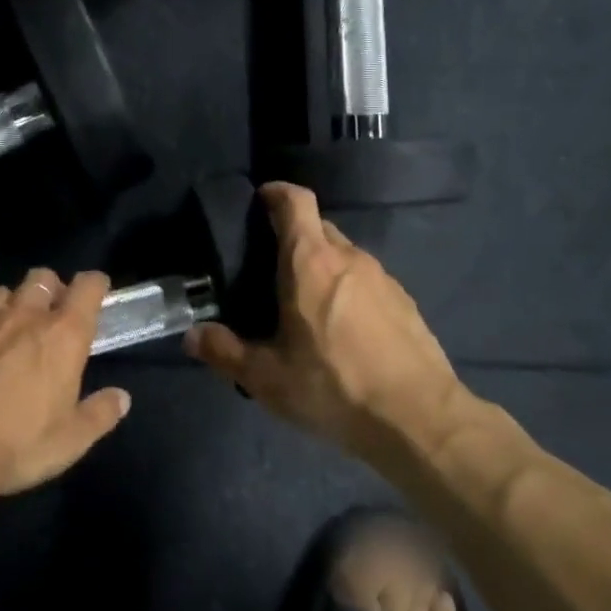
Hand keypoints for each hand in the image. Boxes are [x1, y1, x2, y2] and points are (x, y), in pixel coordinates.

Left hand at [0, 269, 131, 506]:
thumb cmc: (15, 445)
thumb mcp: (70, 441)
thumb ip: (100, 414)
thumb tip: (121, 397)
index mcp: (62, 335)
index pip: (87, 286)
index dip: (95, 285)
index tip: (97, 294)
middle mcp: (22, 316)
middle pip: (42, 278)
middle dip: (50, 290)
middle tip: (50, 317)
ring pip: (0, 293)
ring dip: (10, 306)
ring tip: (6, 332)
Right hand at [185, 184, 466, 467]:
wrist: (418, 417)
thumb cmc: (334, 387)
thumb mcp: (267, 378)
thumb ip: (224, 352)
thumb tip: (192, 336)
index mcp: (311, 263)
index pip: (296, 201)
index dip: (275, 193)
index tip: (259, 202)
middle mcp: (349, 258)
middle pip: (318, 227)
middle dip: (293, 236)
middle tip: (269, 270)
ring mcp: (383, 277)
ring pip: (344, 255)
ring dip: (321, 266)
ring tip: (303, 304)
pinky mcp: (404, 301)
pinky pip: (366, 280)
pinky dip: (347, 289)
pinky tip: (342, 330)